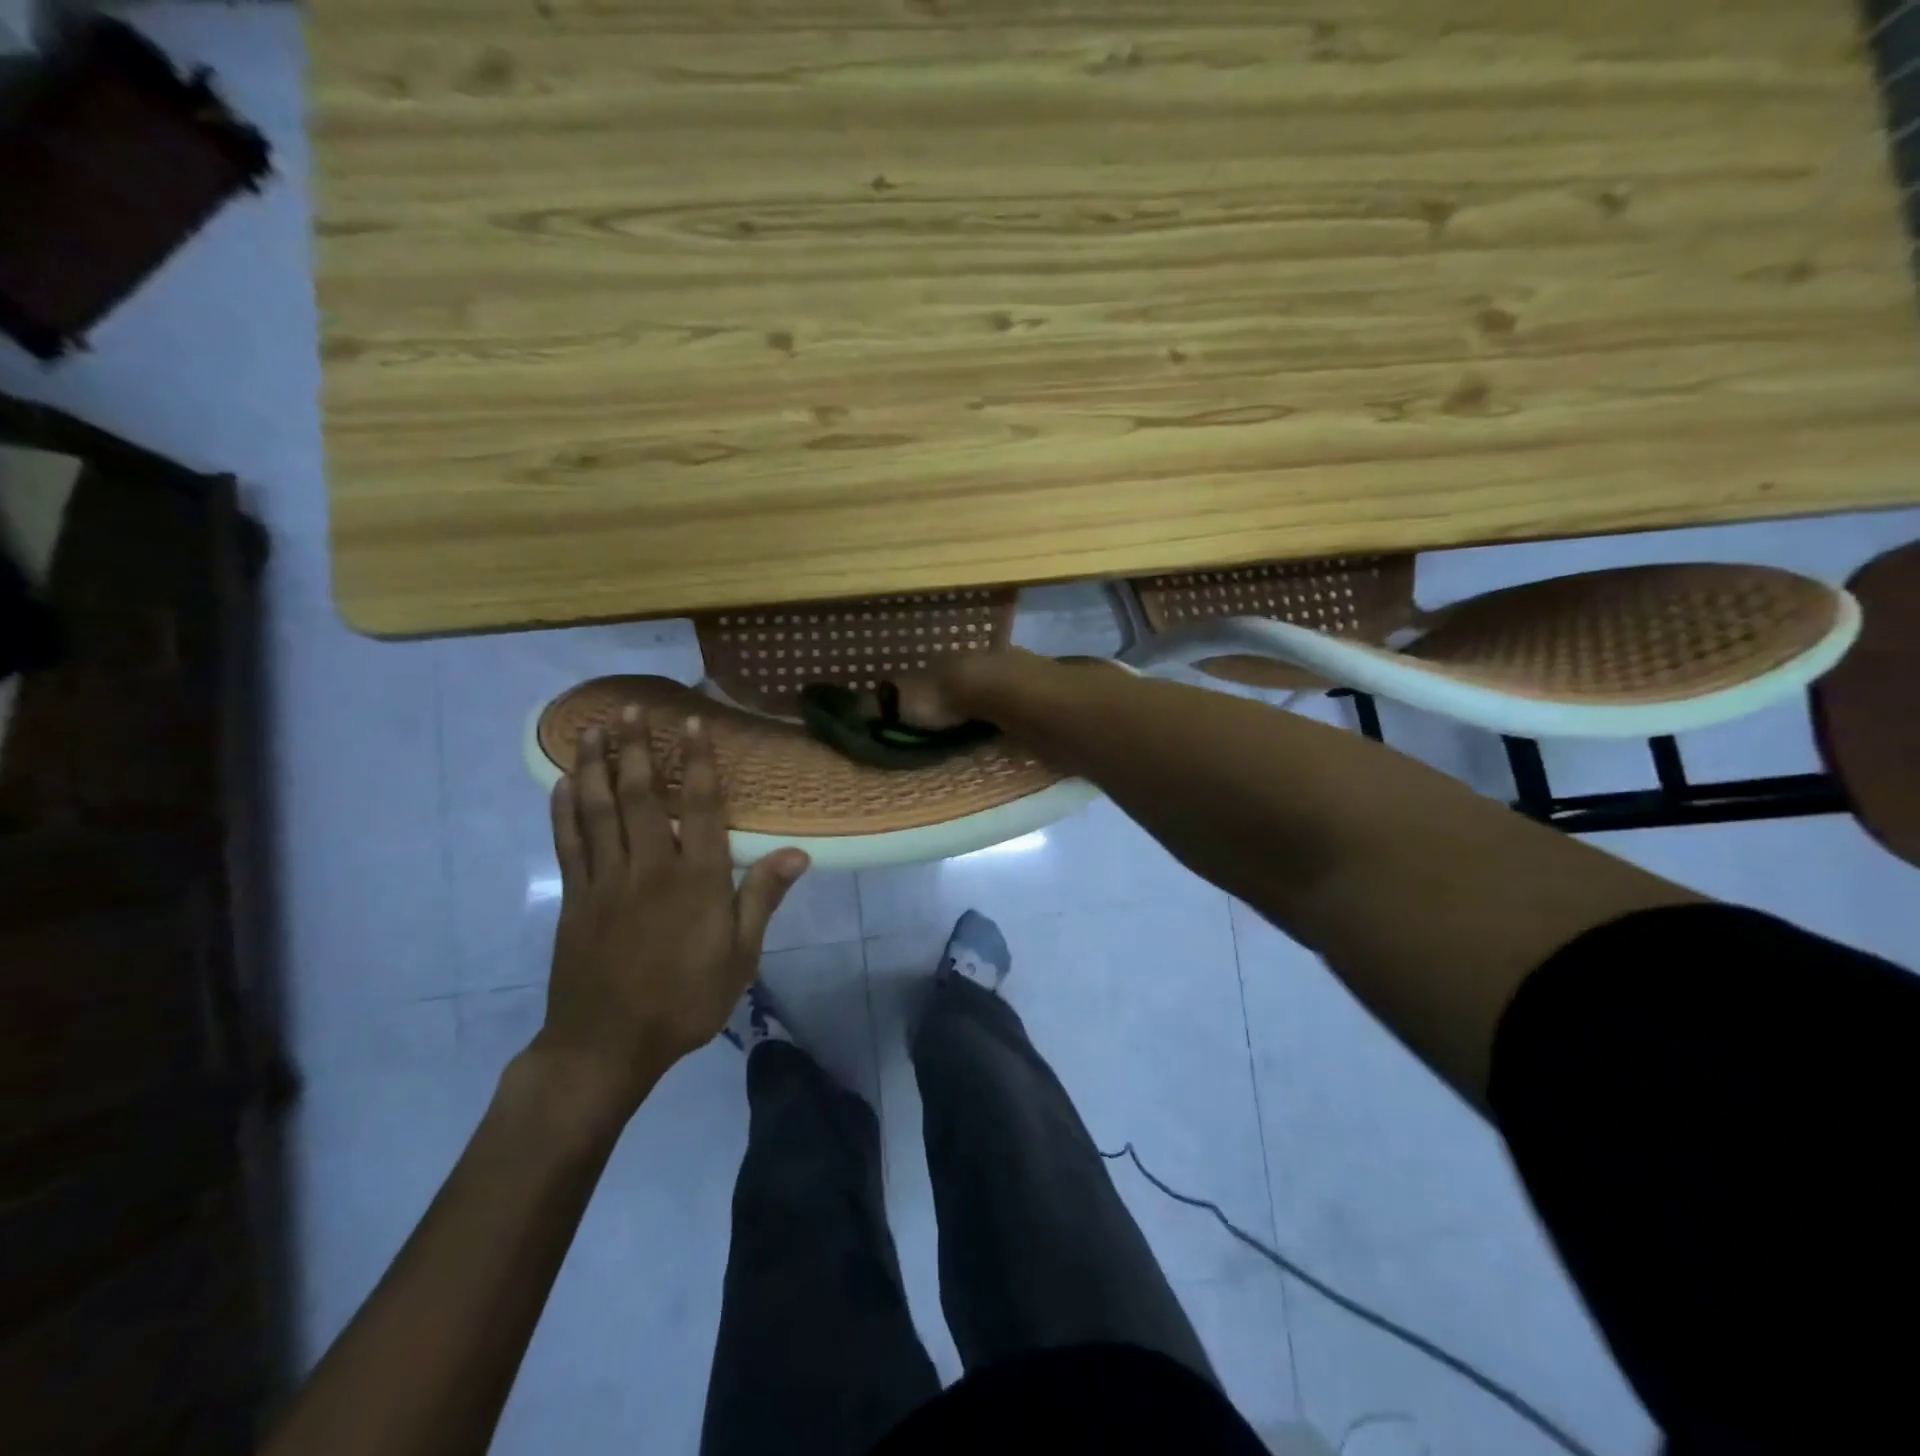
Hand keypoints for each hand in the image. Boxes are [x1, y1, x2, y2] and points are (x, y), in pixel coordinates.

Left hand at [533, 708, 809, 1118]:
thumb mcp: (739, 955)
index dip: (696, 763)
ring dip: (596, 766)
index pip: (698, 807)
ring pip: (598, 810)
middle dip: (635, 749)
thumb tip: (799, 854)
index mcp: (696, 880)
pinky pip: (569, 843)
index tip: (690, 725)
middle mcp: (649, 867)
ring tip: (593, 729)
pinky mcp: (575, 897)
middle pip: (640, 796)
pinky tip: (564, 783)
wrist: (607, 1045)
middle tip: (630, 709)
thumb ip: (762, 898)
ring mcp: (605, 880)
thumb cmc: (685, 1000)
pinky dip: (564, 810)